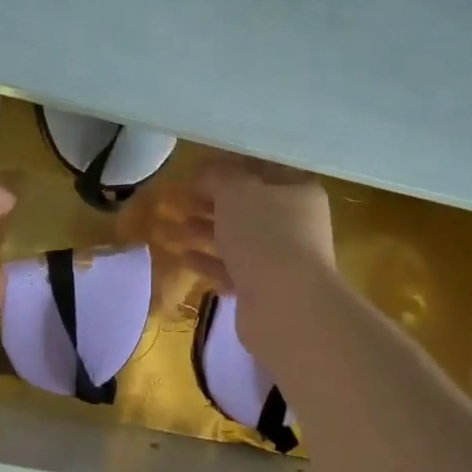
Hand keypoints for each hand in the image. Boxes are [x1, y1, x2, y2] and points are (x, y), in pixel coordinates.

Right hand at [178, 158, 335, 344]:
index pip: (263, 169)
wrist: (285, 306)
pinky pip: (232, 269)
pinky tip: (183, 256)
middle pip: (248, 206)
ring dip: (204, 231)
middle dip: (211, 202)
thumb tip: (205, 171)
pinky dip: (209, 261)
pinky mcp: (264, 289)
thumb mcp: (236, 191)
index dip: (230, 166)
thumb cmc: (264, 234)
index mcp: (298, 191)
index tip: (197, 169)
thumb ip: (218, 175)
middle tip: (178, 198)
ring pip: (237, 238)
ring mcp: (281, 259)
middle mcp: (295, 223)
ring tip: (172, 226)